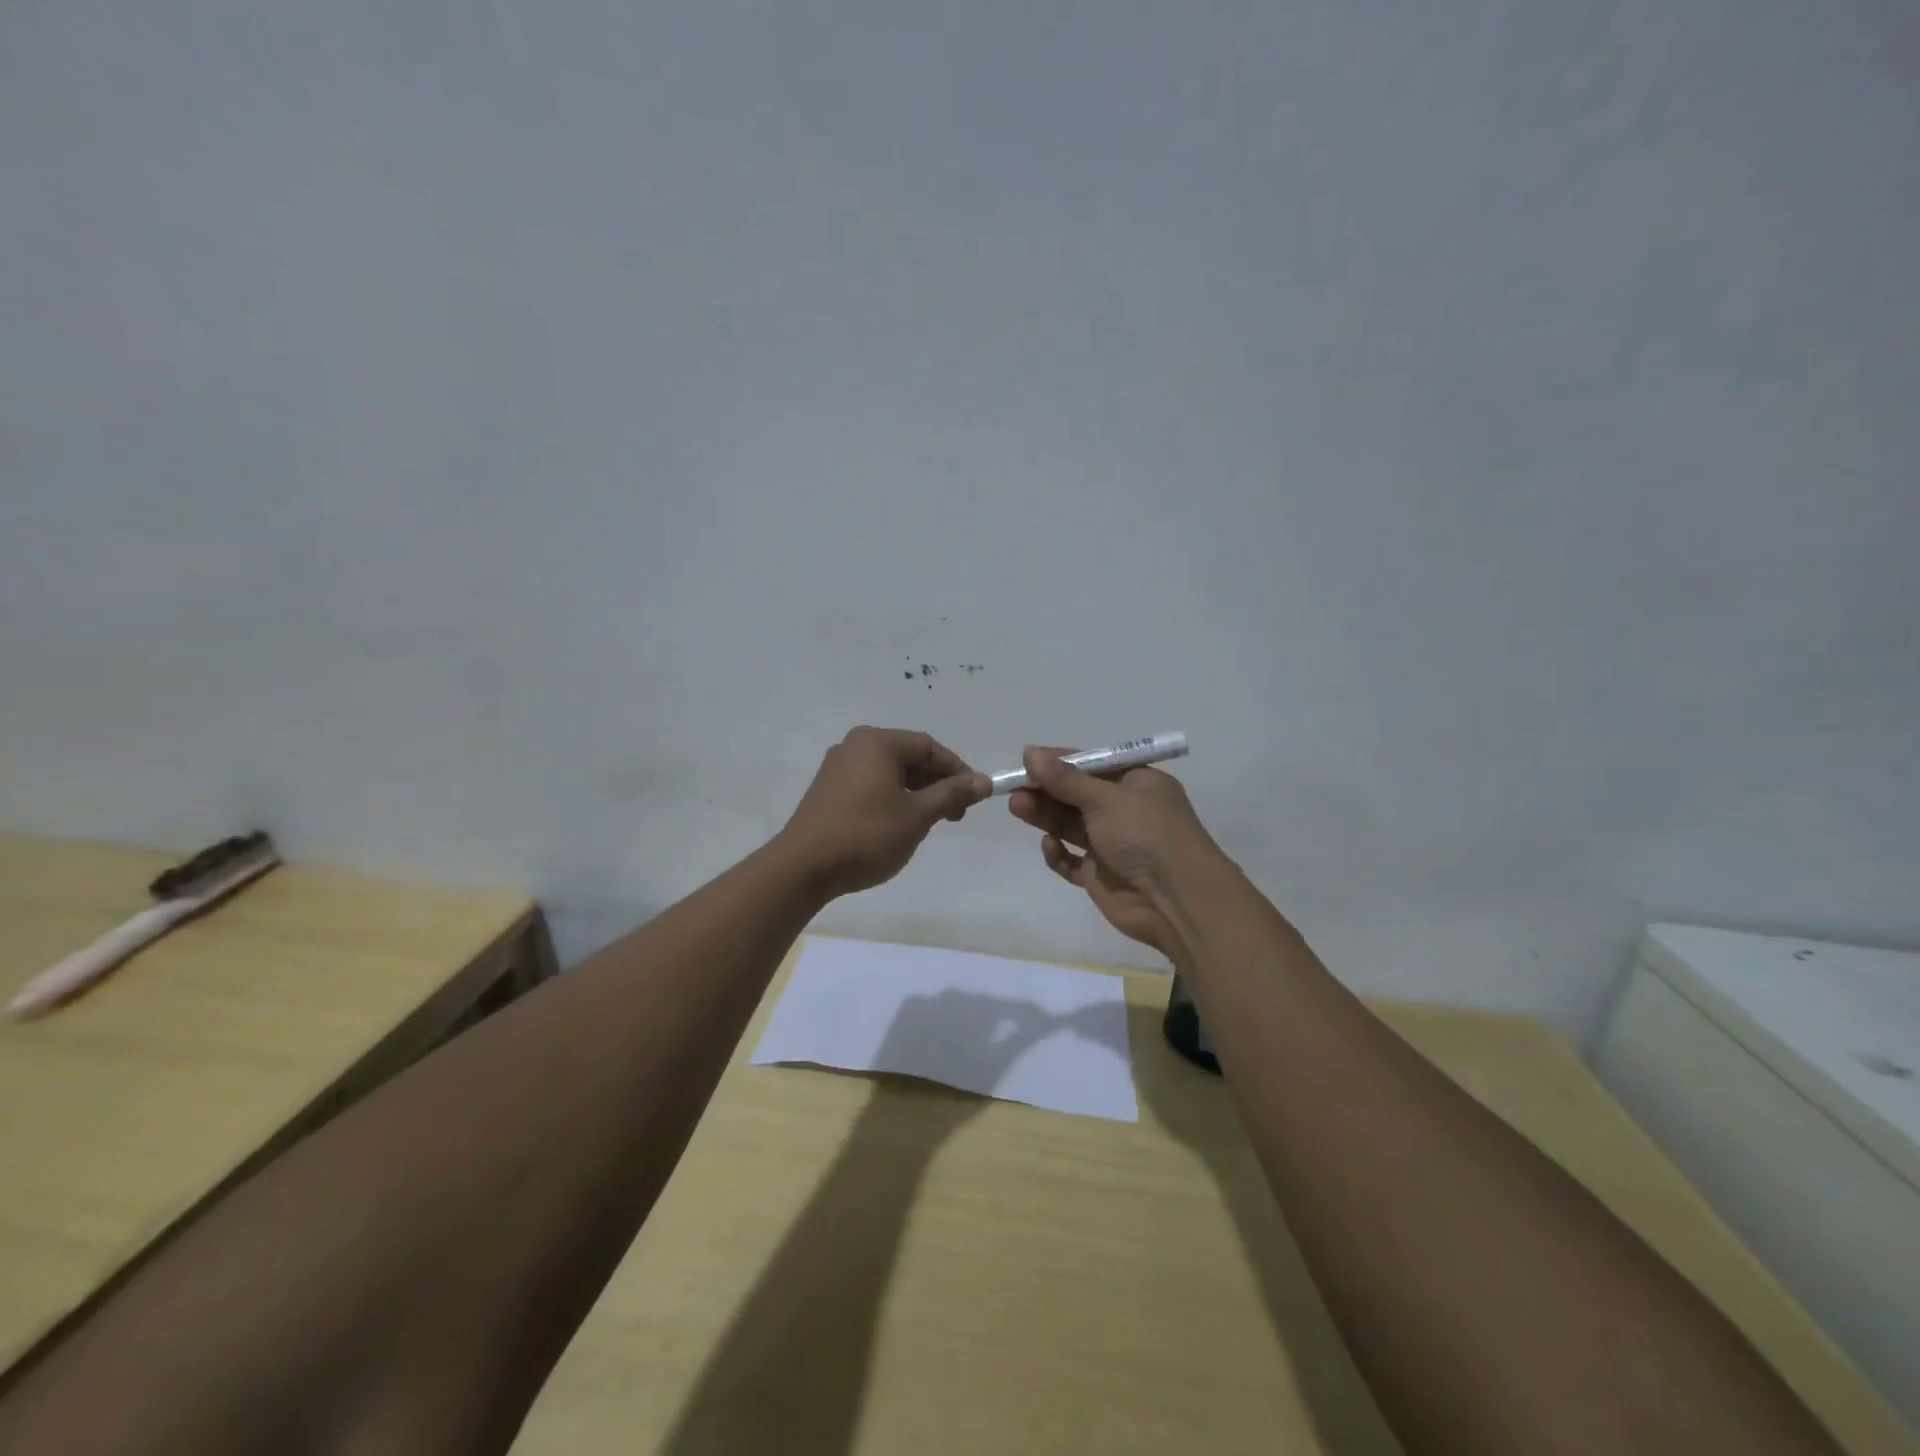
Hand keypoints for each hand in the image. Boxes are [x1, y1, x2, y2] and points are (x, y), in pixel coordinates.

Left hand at [777, 727, 989, 898]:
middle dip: (937, 783)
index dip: (957, 770)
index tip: (975, 797)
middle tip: (955, 815)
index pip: (928, 746)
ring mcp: (837, 767)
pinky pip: (871, 784)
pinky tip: (900, 824)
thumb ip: (952, 794)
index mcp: (877, 742)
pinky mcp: (828, 790)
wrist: (803, 868)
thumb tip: (984, 781)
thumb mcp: (917, 815)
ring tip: (931, 822)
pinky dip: (893, 798)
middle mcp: (855, 745)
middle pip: (909, 756)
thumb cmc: (866, 836)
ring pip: (890, 772)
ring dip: (917, 793)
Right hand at [1008, 747, 1230, 955]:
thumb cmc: (1146, 834)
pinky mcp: (1100, 875)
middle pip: (1076, 795)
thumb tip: (1030, 753)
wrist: (1176, 901)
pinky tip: (1049, 846)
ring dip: (1045, 815)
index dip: (1059, 762)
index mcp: (1137, 783)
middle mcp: (1125, 811)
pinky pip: (1072, 861)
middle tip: (1013, 786)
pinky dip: (1058, 853)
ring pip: (1070, 825)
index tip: (1026, 759)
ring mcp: (1112, 845)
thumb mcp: (1106, 798)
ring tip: (1016, 807)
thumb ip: (1065, 780)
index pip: (1092, 765)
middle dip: (1046, 790)